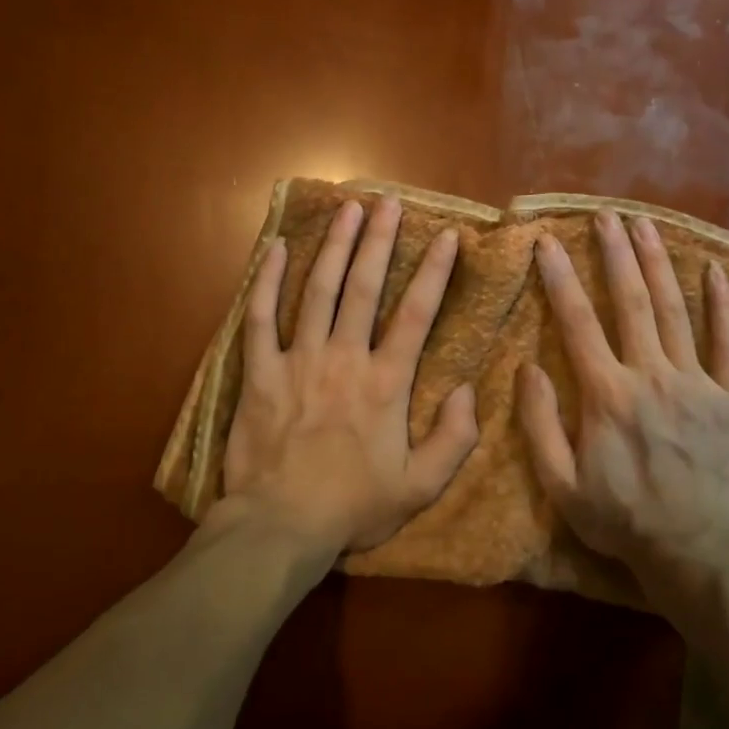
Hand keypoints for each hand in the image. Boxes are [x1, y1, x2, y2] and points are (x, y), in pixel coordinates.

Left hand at [218, 196, 478, 561]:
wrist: (280, 526)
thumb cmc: (352, 507)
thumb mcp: (420, 487)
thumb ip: (454, 439)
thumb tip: (470, 391)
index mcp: (385, 383)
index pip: (416, 314)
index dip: (434, 272)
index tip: (447, 236)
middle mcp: (344, 358)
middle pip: (364, 287)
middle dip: (379, 241)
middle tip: (388, 202)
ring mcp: (297, 360)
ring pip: (317, 291)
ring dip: (334, 246)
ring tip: (347, 209)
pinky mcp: (258, 372)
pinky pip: (260, 318)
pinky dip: (268, 281)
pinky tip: (278, 249)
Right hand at [517, 211, 728, 589]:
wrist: (697, 552)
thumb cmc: (622, 520)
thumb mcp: (561, 484)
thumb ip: (540, 424)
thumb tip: (527, 368)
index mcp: (606, 394)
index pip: (577, 322)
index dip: (559, 278)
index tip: (547, 242)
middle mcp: (650, 375)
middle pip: (630, 302)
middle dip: (615, 254)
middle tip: (605, 216)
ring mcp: (696, 382)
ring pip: (674, 310)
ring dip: (658, 264)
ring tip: (645, 225)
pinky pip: (728, 343)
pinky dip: (721, 304)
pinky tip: (713, 270)